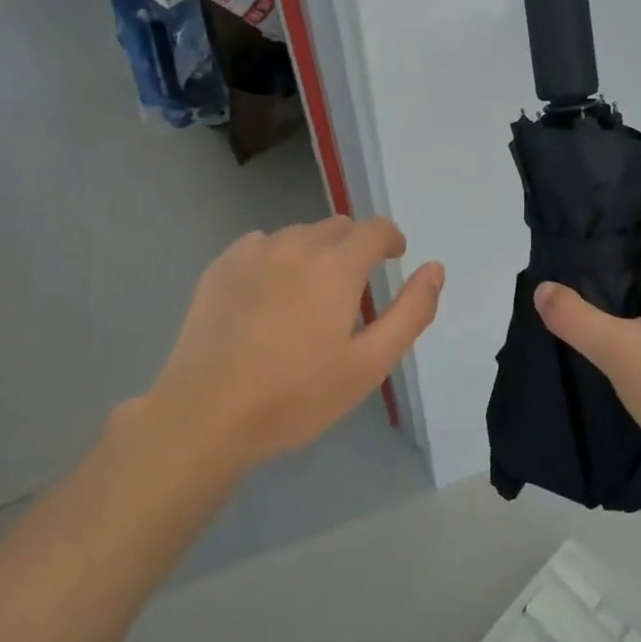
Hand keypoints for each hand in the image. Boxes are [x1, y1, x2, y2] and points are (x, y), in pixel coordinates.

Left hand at [147, 216, 442, 473]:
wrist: (206, 414)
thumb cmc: (296, 395)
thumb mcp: (369, 364)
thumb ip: (410, 312)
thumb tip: (434, 269)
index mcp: (337, 265)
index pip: (375, 228)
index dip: (390, 240)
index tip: (392, 259)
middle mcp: (297, 244)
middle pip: (338, 227)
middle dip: (353, 248)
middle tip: (351, 291)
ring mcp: (254, 252)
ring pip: (299, 235)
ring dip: (314, 253)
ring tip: (308, 298)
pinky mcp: (221, 266)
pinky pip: (262, 246)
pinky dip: (276, 260)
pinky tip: (267, 299)